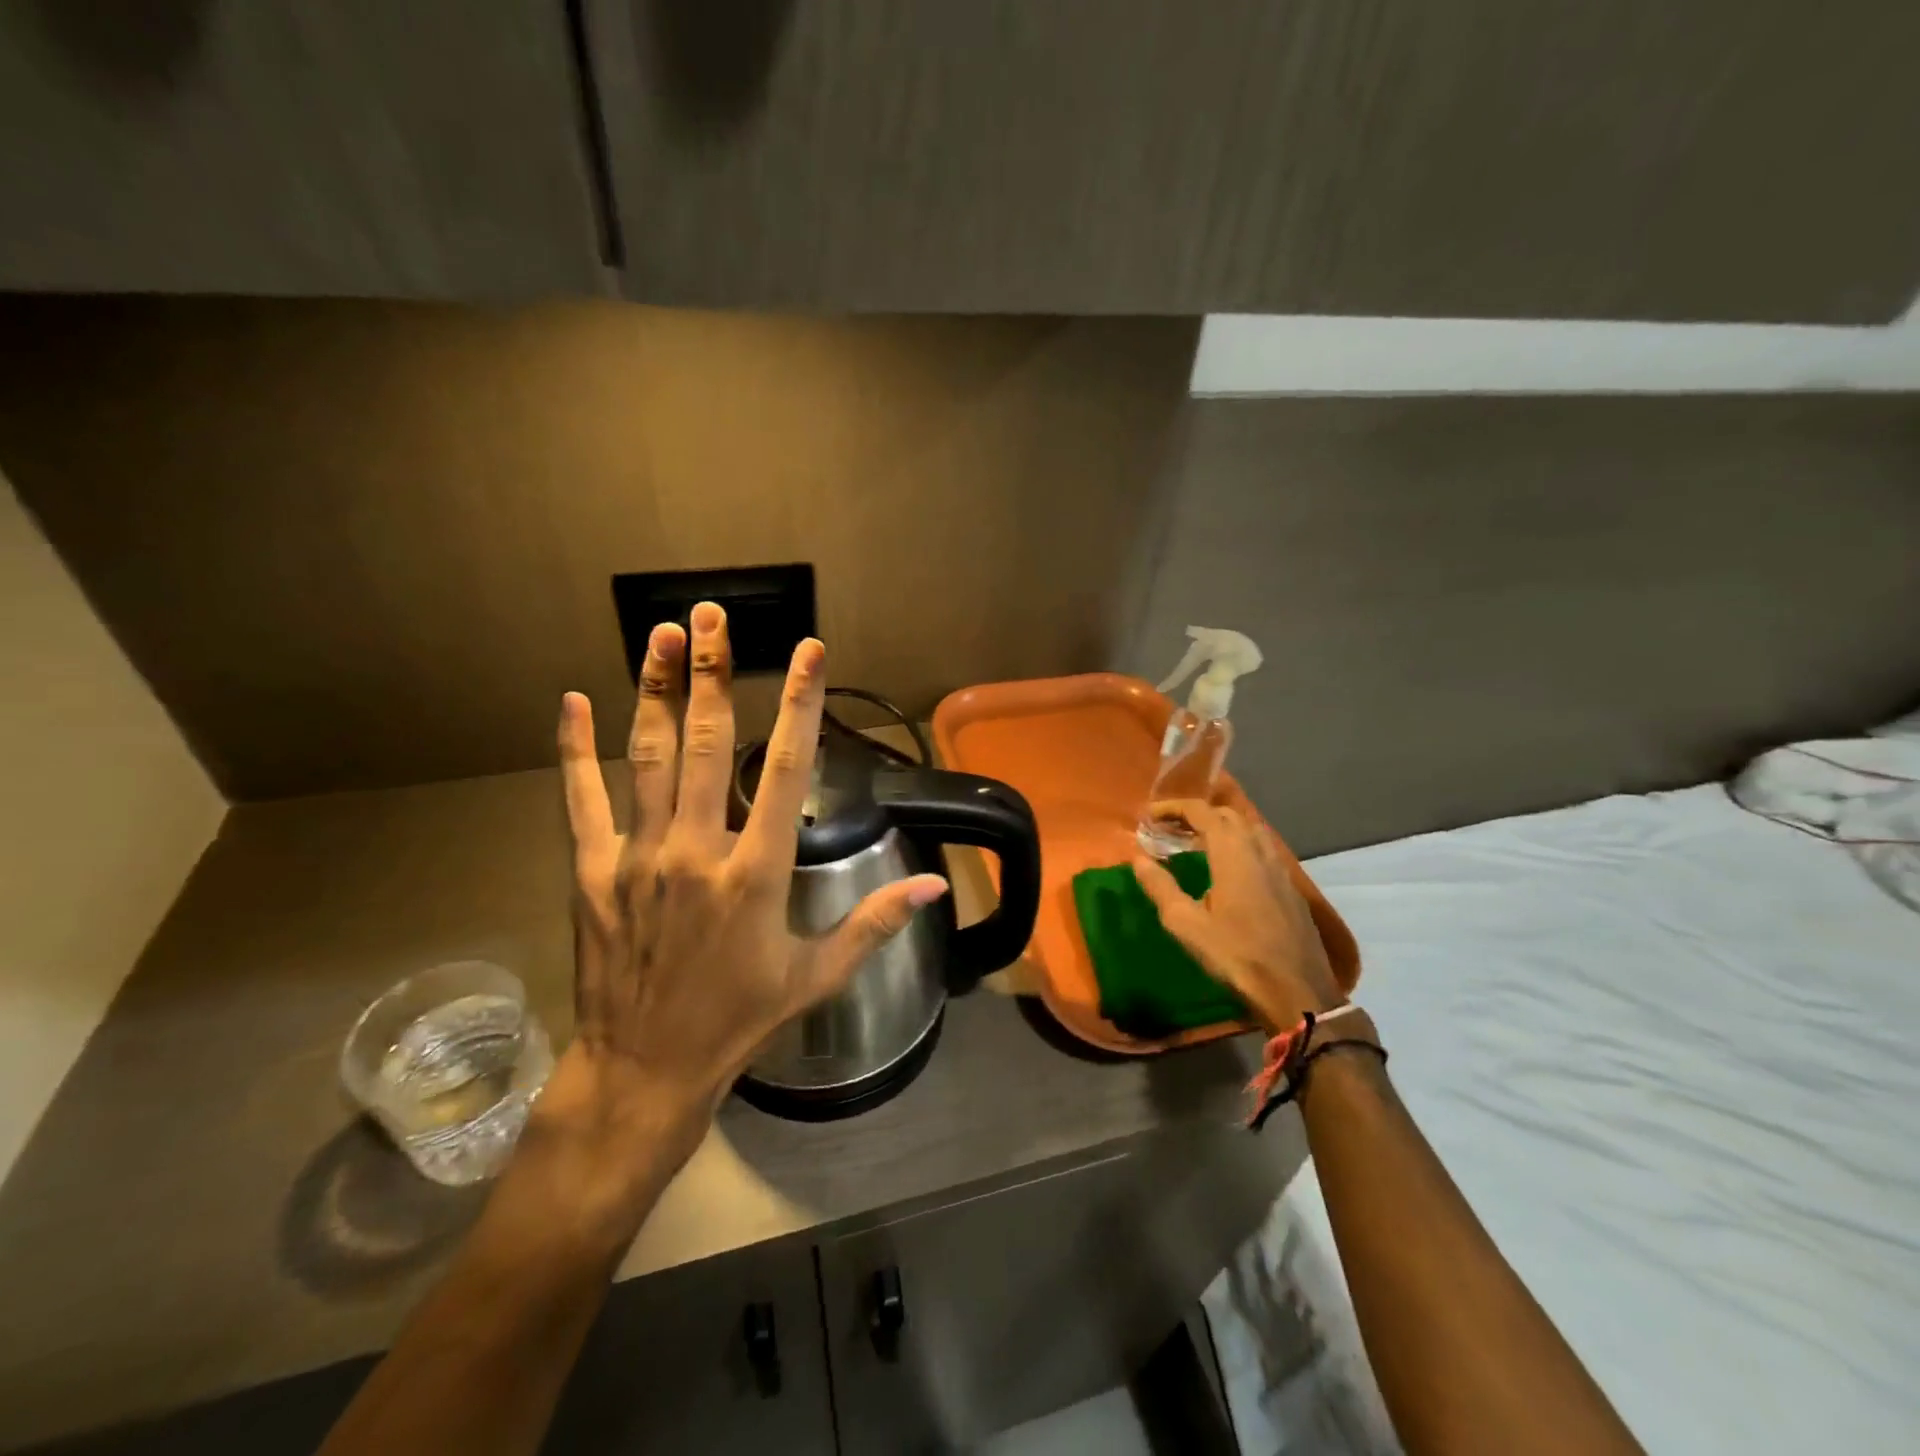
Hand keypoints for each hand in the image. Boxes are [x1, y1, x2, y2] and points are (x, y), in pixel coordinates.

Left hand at [531, 603, 948, 1228]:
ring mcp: (637, 857)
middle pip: (704, 742)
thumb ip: (876, 922)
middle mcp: (696, 850)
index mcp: (756, 871)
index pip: (784, 768)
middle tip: (711, 614)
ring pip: (646, 757)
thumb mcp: (816, 975)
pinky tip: (572, 702)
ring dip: (652, 690)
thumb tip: (936, 885)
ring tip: (660, 634)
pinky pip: (581, 800)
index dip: (799, 703)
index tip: (807, 651)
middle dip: (711, 672)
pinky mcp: (592, 873)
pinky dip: (576, 750)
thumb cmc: (739, 1021)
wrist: (646, 1070)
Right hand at [1132, 800, 1342, 1032]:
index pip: (1202, 812)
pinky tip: (1225, 870)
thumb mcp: (1186, 924)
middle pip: (1227, 815)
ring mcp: (1279, 868)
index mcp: (1233, 853)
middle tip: (1168, 828)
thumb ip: (1160, 887)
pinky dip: (1237, 845)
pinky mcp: (1289, 887)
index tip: (1149, 815)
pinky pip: (1261, 849)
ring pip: (1248, 830)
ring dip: (1219, 828)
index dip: (1173, 808)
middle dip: (1196, 815)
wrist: (1297, 991)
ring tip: (1194, 844)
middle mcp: (1259, 851)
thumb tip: (1138, 858)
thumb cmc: (1236, 955)